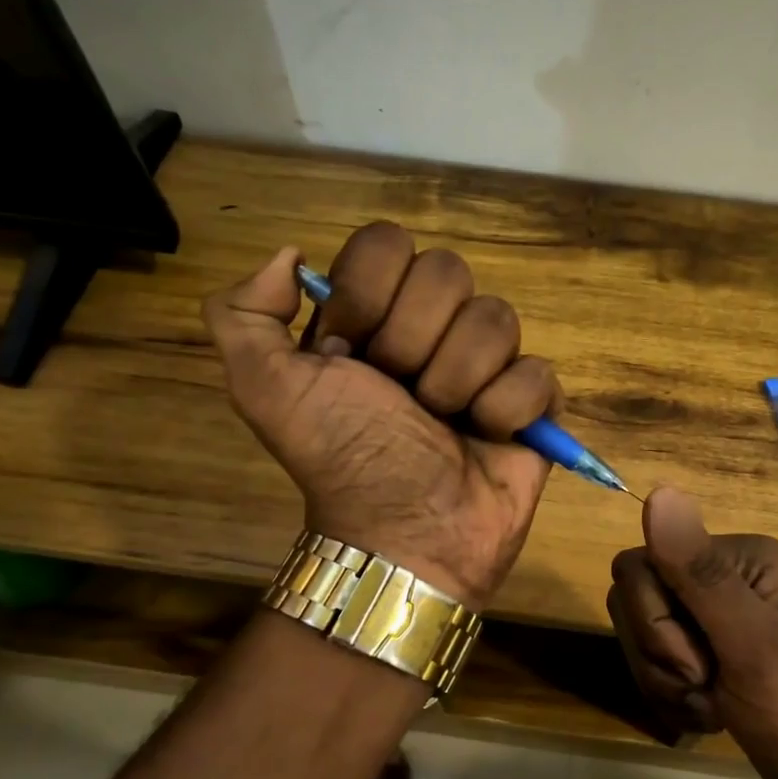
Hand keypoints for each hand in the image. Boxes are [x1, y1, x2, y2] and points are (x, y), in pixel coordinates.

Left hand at [204, 222, 562, 609]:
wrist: (404, 535)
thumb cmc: (341, 458)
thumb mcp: (264, 388)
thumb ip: (241, 312)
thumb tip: (293, 255)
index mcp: (373, 315)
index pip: (387, 243)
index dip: (369, 292)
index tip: (349, 351)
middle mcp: (432, 328)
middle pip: (448, 271)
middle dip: (413, 343)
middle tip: (400, 396)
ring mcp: (487, 363)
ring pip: (497, 317)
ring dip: (458, 381)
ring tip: (443, 425)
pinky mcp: (533, 402)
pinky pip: (537, 373)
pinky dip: (506, 411)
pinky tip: (487, 438)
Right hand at [607, 487, 777, 778]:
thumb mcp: (755, 648)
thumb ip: (701, 575)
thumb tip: (658, 491)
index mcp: (742, 558)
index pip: (642, 564)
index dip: (655, 621)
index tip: (702, 664)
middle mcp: (727, 577)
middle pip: (636, 598)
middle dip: (659, 655)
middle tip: (708, 686)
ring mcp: (720, 619)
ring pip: (642, 634)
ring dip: (666, 682)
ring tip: (714, 708)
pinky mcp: (715, 656)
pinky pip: (658, 663)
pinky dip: (674, 697)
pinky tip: (712, 717)